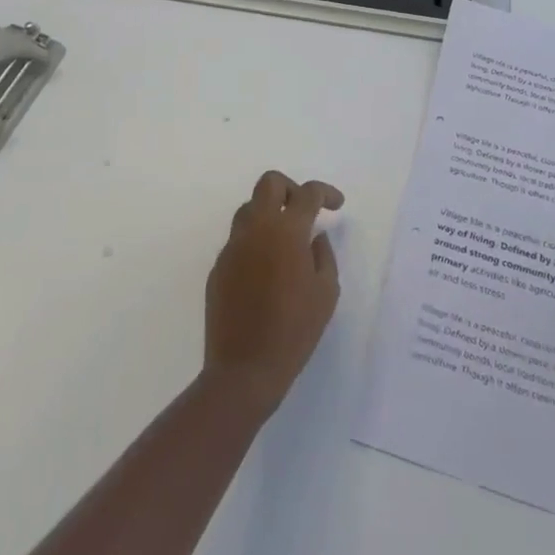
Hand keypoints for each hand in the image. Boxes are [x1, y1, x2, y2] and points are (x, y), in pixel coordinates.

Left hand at [203, 171, 344, 417]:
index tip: (336, 204)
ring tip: (284, 240)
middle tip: (304, 210)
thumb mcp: (326, 293)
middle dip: (290, 189)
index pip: (307, 193)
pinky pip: (238, 240)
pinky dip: (254, 242)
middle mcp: (256, 229)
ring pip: (249, 208)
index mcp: (286, 231)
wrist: (244, 370)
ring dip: (269, 213)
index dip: (326, 192)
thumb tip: (315, 238)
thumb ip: (324, 256)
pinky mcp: (218, 267)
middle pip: (269, 183)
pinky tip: (265, 270)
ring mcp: (233, 246)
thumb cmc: (294, 331)